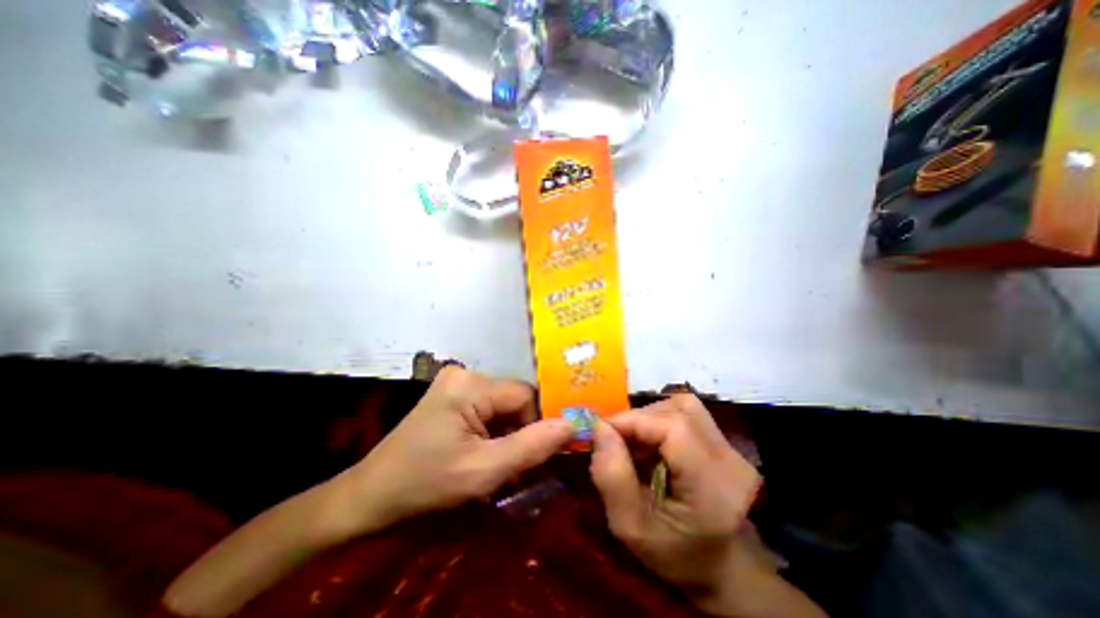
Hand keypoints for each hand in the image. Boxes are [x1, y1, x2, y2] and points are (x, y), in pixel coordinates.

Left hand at [343, 367, 570, 529]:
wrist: (371, 496)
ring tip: (494, 462)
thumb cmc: (425, 484)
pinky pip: (488, 408)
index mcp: (470, 385)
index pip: (525, 396)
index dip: (534, 425)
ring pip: (503, 405)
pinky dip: (493, 430)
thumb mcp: (484, 472)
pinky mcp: (453, 394)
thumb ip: (532, 447)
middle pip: (514, 399)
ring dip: (507, 433)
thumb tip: (573, 423)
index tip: (529, 458)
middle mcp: (465, 374)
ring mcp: (457, 382)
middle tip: (511, 466)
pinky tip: (481, 451)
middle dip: (519, 432)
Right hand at [593, 398, 823, 615]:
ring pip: (682, 406)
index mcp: (712, 487)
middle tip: (616, 440)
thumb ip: (611, 476)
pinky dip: (661, 420)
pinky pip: (687, 413)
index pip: (674, 428)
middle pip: (678, 411)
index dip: (633, 420)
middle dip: (638, 419)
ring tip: (635, 442)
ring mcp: (731, 447)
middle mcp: (729, 459)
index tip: (601, 430)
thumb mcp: (629, 526)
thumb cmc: (674, 555)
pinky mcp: (724, 441)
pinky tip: (652, 443)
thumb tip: (599, 427)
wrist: (721, 567)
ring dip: (650, 417)